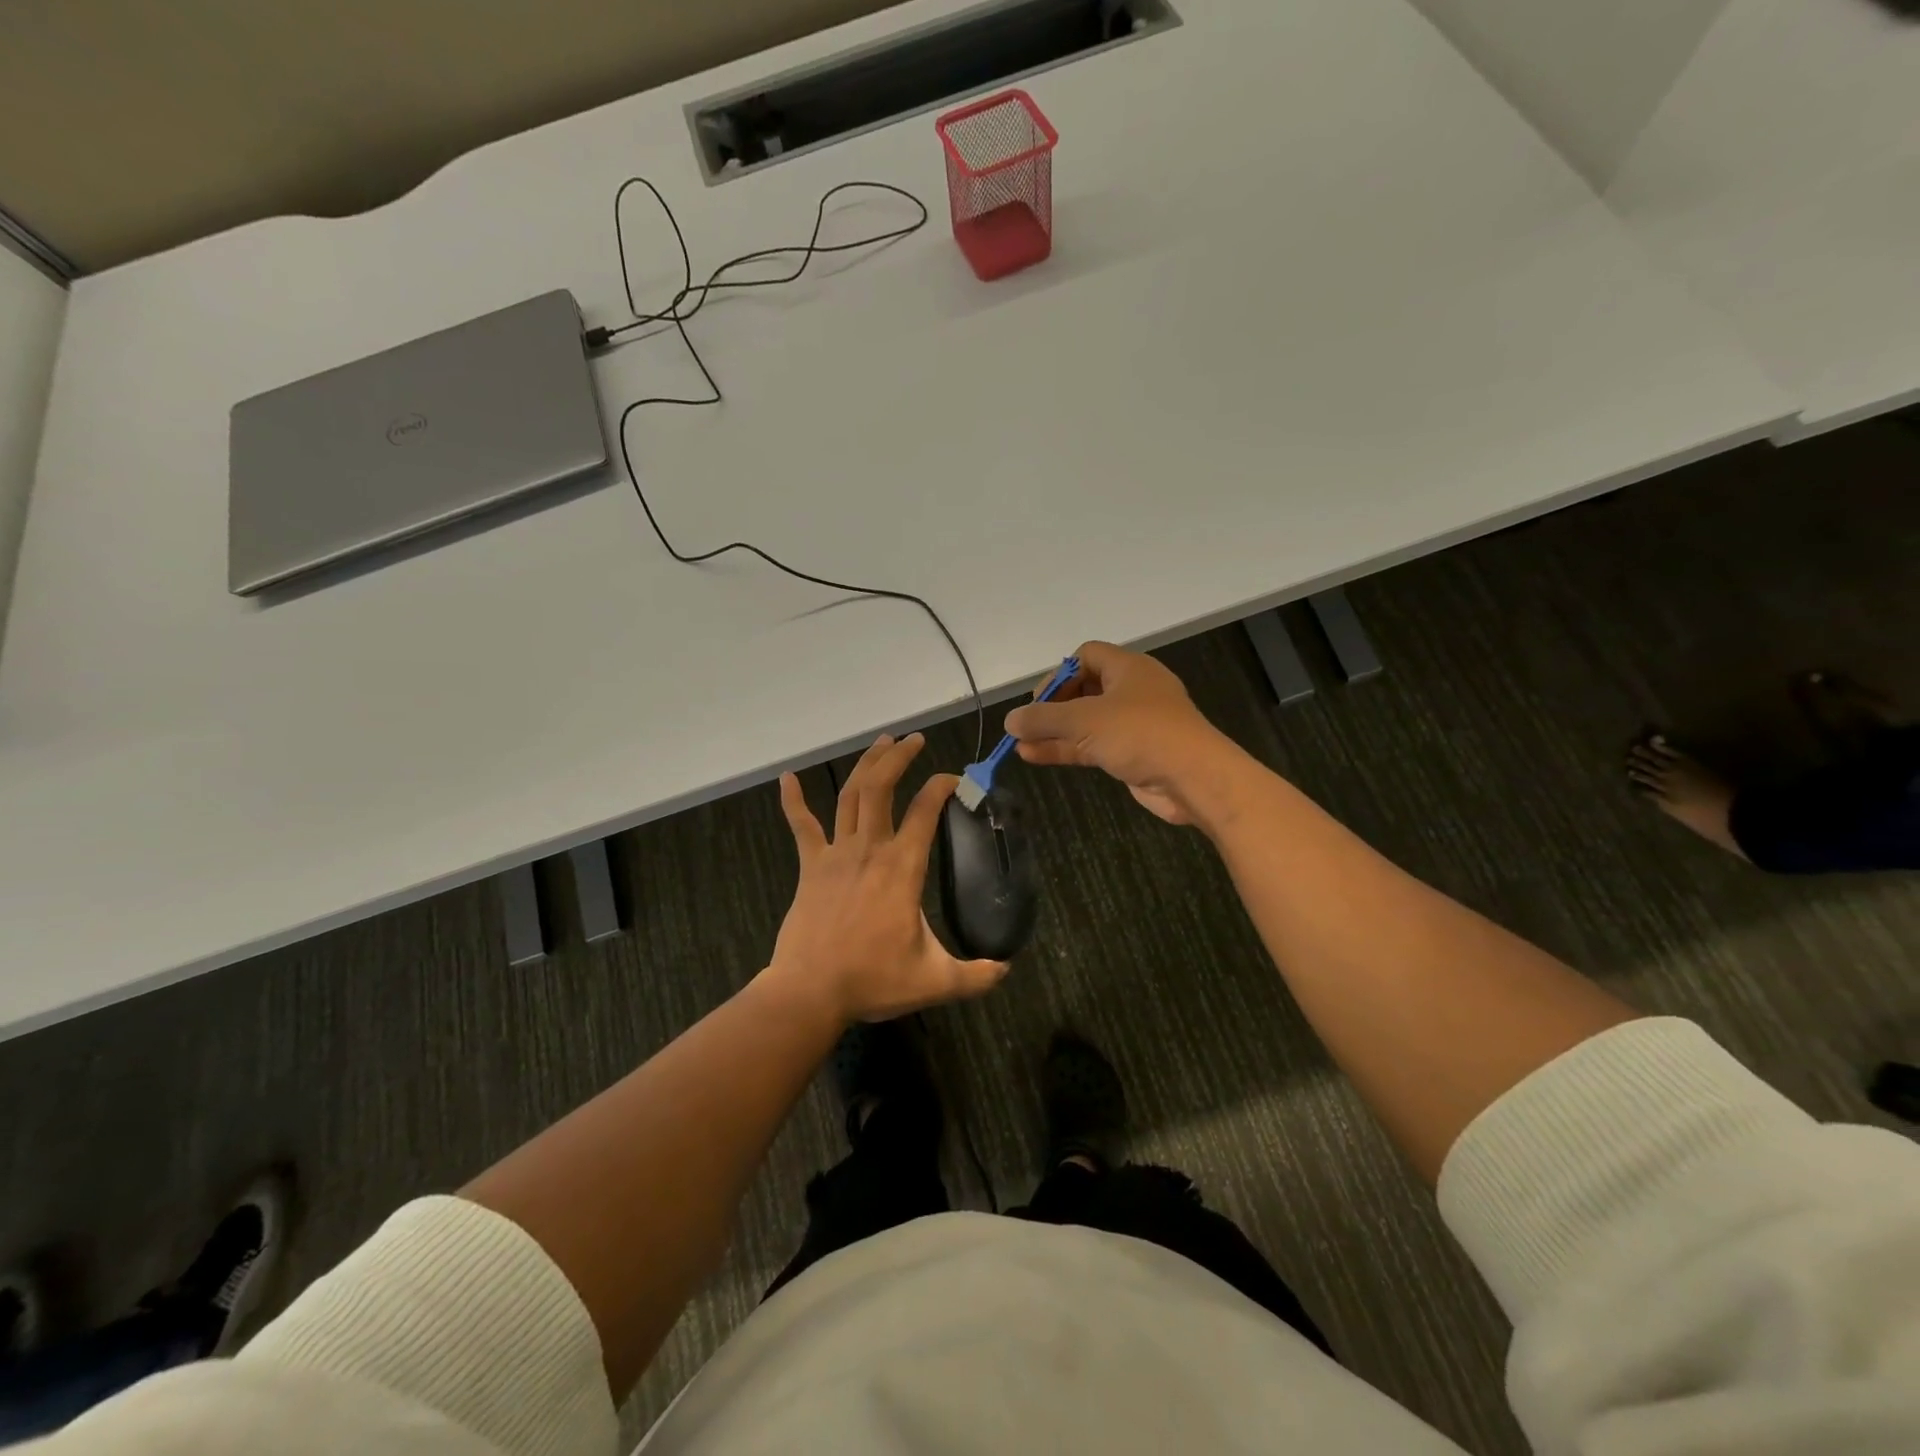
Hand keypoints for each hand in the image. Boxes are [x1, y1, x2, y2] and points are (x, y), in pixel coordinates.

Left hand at [768, 733, 1008, 1021]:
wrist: (809, 992)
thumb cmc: (872, 980)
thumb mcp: (935, 981)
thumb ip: (975, 975)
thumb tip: (1007, 969)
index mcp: (902, 868)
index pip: (925, 811)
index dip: (941, 787)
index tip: (954, 779)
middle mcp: (869, 849)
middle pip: (881, 787)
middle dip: (899, 757)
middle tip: (915, 739)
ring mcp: (835, 854)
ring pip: (850, 796)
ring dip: (866, 765)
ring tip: (881, 741)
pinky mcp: (810, 866)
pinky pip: (801, 826)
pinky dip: (792, 800)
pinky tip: (787, 777)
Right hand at [1005, 641, 1234, 824]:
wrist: (1193, 778)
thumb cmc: (1140, 734)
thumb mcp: (1085, 720)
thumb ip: (1044, 719)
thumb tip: (1010, 720)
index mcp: (1128, 668)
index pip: (1085, 656)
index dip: (1058, 674)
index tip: (1038, 700)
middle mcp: (1132, 691)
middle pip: (1083, 690)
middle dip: (1052, 707)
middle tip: (1028, 724)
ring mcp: (1134, 724)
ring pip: (1085, 722)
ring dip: (1054, 732)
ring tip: (1019, 744)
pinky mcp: (1133, 753)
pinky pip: (1093, 745)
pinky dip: (1067, 749)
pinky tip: (1035, 756)